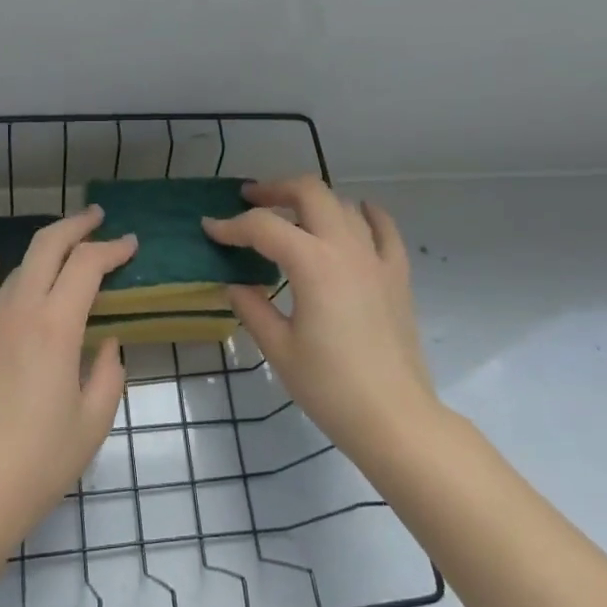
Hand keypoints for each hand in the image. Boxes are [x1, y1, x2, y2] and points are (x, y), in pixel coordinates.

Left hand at [0, 207, 135, 551]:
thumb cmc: (40, 462)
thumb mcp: (93, 421)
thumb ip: (108, 372)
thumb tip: (106, 343)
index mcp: (56, 327)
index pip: (88, 266)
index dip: (113, 249)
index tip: (131, 245)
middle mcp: (18, 312)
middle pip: (48, 248)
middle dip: (77, 227)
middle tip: (98, 219)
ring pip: (16, 269)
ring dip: (42, 252)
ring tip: (62, 250)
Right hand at [204, 177, 436, 469]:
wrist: (393, 417)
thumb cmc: (329, 387)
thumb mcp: (279, 348)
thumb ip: (252, 308)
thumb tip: (235, 284)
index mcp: (312, 263)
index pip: (263, 227)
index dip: (231, 225)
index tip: (209, 229)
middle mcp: (345, 247)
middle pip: (309, 192)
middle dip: (274, 189)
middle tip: (250, 200)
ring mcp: (376, 257)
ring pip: (342, 204)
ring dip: (312, 200)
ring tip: (290, 213)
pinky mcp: (396, 274)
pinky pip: (384, 228)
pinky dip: (365, 213)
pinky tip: (353, 215)